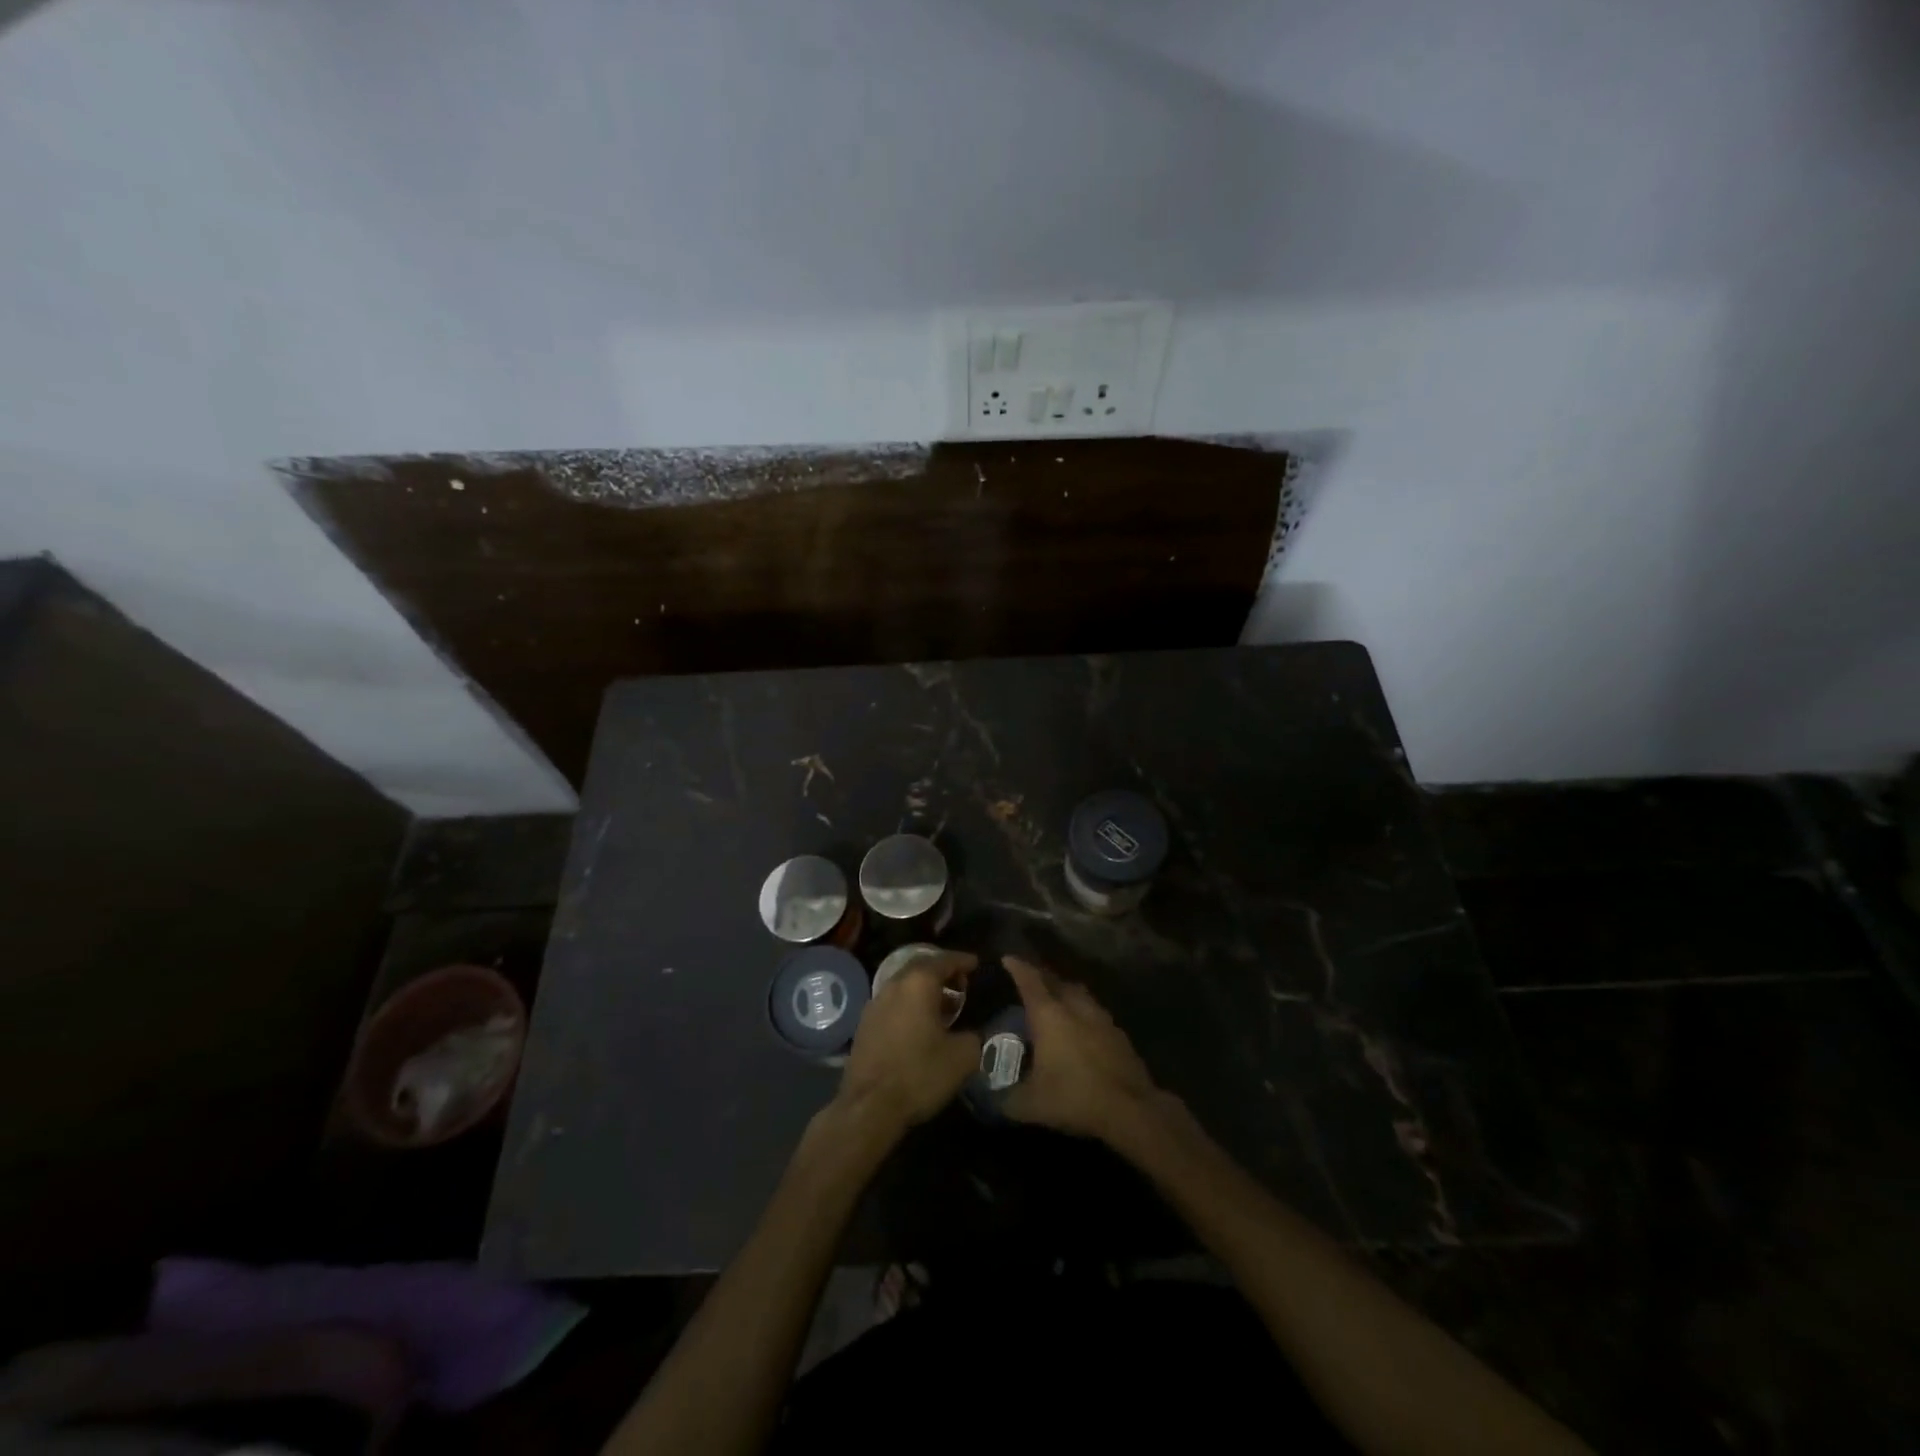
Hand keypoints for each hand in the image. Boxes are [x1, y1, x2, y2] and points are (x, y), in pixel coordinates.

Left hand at [834, 951, 979, 1135]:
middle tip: (961, 984)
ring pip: (904, 986)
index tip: (976, 963)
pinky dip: (910, 1005)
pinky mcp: (864, 1025)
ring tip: (944, 1007)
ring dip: (925, 991)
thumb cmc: (919, 1074)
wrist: (869, 1107)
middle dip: (942, 972)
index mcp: (918, 984)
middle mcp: (893, 985)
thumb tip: (971, 1035)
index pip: (944, 960)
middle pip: (920, 968)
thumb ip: (973, 1037)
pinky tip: (920, 1026)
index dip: (962, 960)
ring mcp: (875, 1004)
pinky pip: (893, 1003)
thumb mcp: (962, 1057)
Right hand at [1001, 955, 1159, 1141]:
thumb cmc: (1074, 1097)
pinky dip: (1082, 1011)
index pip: (1029, 981)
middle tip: (1028, 979)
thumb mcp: (1030, 1104)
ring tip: (1054, 999)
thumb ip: (1006, 1098)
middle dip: (1040, 976)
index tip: (1007, 958)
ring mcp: (1100, 1017)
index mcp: (1049, 1015)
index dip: (1017, 967)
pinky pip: (1093, 1011)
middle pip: (1056, 981)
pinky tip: (1080, 1026)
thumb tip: (992, 1099)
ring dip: (1064, 991)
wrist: (1130, 1109)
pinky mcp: (1118, 1033)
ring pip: (1078, 993)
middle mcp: (1075, 1007)